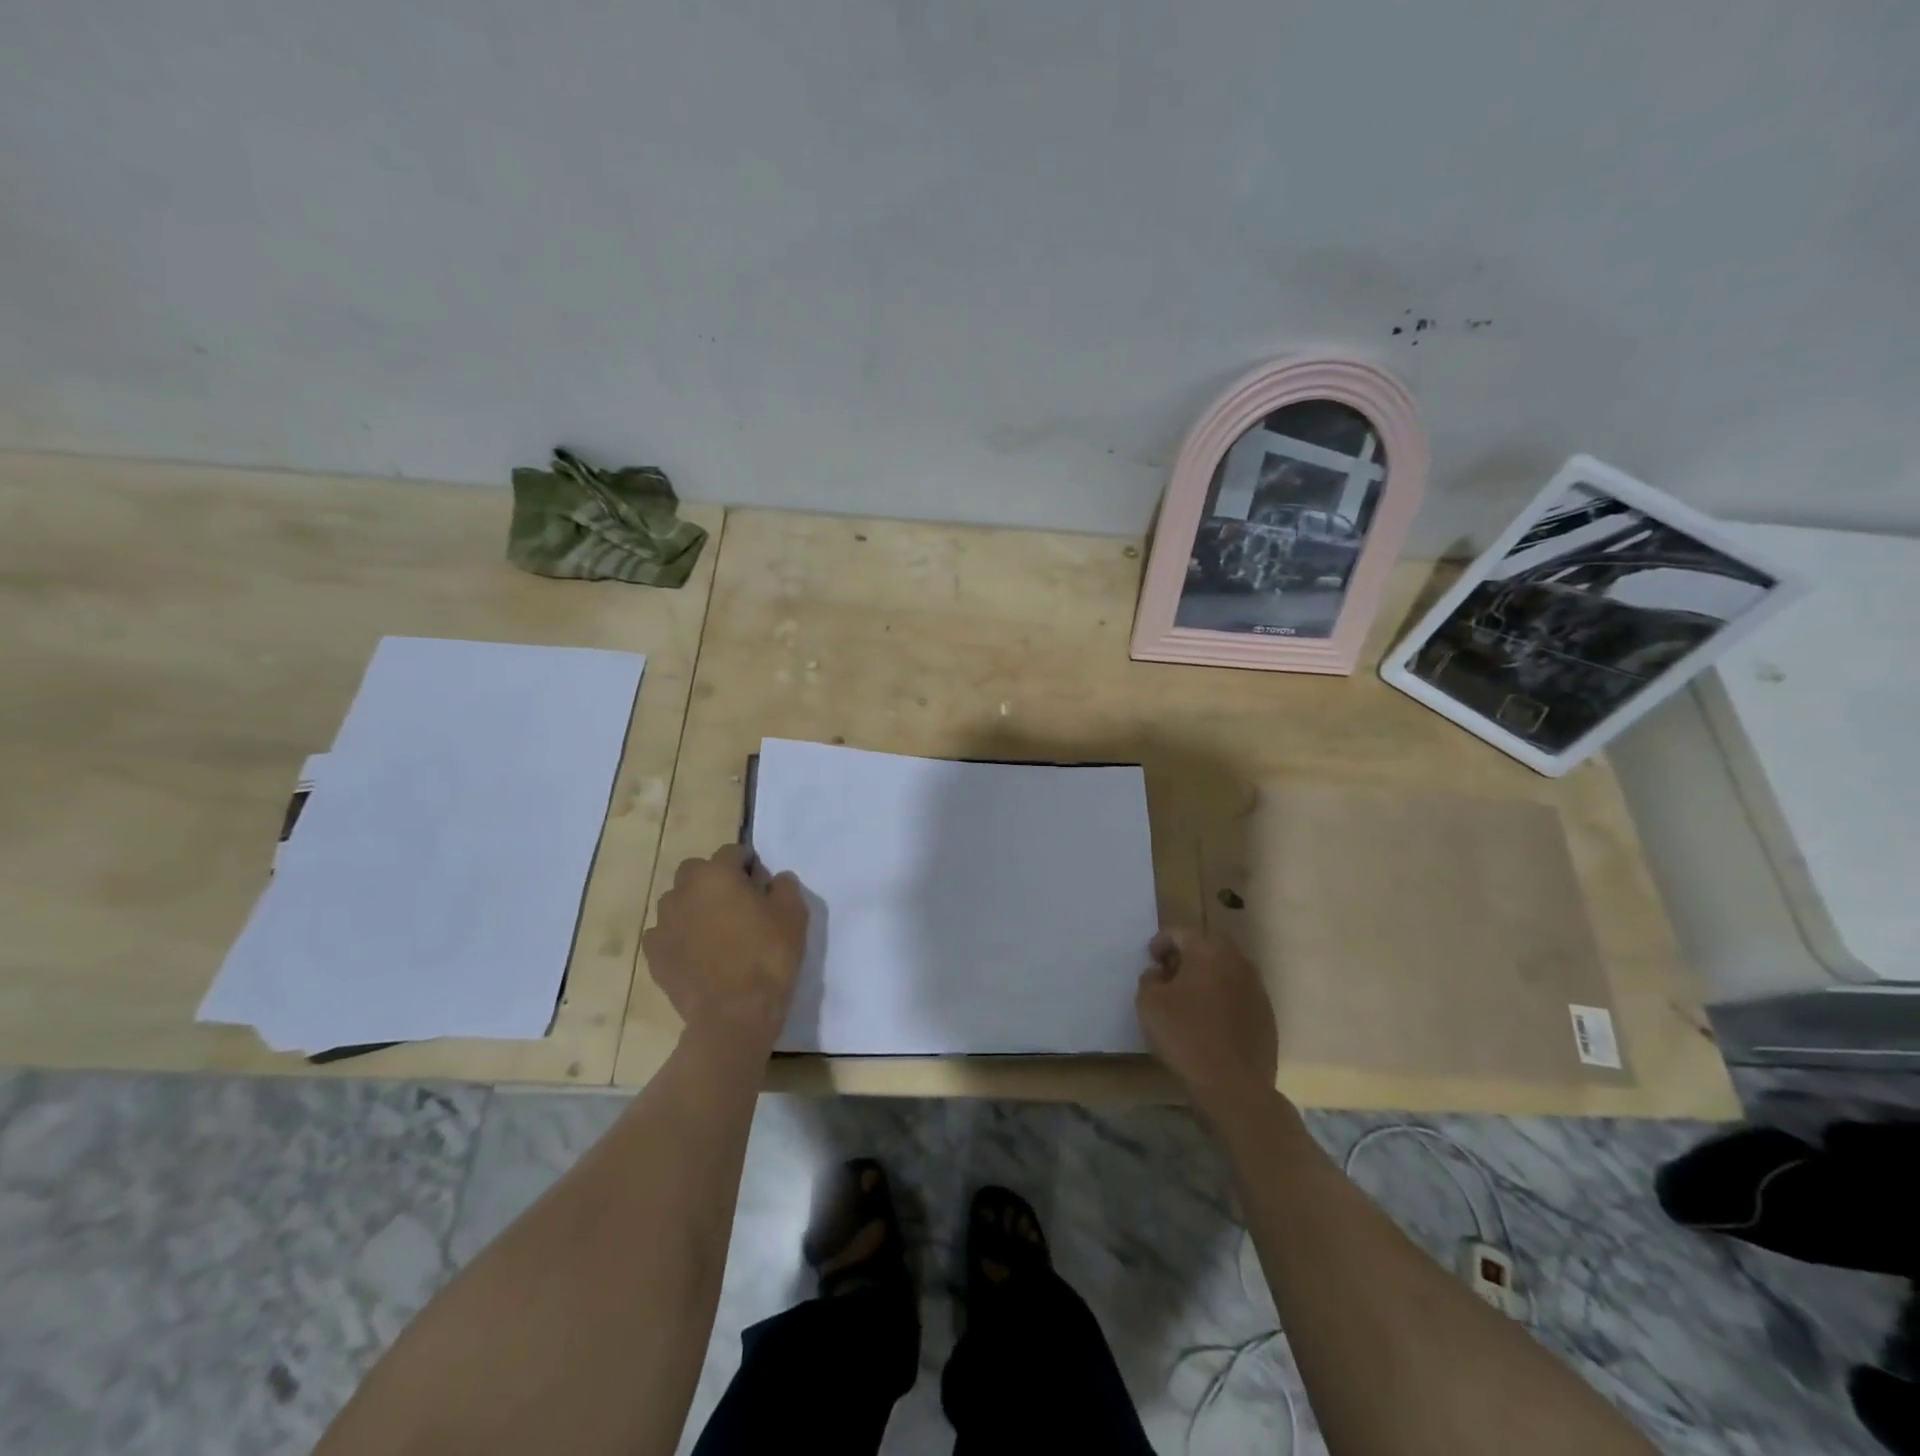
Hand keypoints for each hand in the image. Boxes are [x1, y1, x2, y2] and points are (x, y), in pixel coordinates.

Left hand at [643, 845, 808, 1047]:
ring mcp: (662, 924)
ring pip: (678, 901)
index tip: (763, 887)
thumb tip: (774, 880)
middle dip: (716, 880)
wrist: (733, 1014)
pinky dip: (680, 936)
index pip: (732, 852)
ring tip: (717, 932)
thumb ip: (784, 886)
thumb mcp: (794, 914)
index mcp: (715, 874)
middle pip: (698, 872)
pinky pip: (666, 933)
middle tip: (739, 906)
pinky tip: (698, 954)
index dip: (750, 865)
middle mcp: (682, 891)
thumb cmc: (767, 956)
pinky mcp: (654, 955)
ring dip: (695, 907)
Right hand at [1136, 928, 1278, 1119]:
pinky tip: (1209, 1023)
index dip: (1161, 942)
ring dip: (1206, 978)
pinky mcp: (1266, 1016)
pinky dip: (1222, 1000)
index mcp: (1208, 951)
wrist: (1234, 1086)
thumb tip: (1159, 973)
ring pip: (1225, 971)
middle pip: (1207, 948)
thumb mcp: (1149, 1003)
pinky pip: (1238, 996)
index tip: (1150, 959)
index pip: (1180, 932)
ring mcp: (1257, 989)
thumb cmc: (1185, 1036)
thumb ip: (1149, 979)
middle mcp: (1237, 962)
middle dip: (1186, 957)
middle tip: (1168, 975)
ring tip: (1188, 1000)